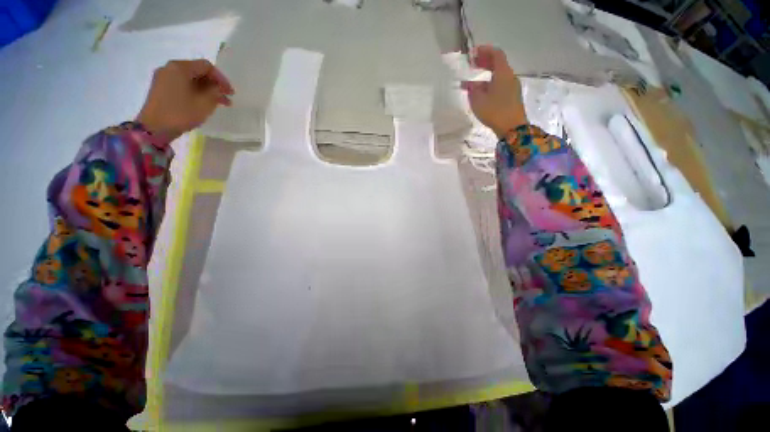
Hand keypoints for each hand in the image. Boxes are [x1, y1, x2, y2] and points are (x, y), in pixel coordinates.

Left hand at [137, 59, 233, 140]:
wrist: (154, 128)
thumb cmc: (181, 113)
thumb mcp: (205, 103)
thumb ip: (215, 92)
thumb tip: (219, 88)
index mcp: (180, 67)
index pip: (207, 67)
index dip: (222, 79)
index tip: (231, 93)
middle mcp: (170, 67)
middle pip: (197, 71)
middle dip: (214, 84)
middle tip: (226, 98)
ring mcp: (163, 77)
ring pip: (190, 78)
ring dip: (205, 89)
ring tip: (217, 103)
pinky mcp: (160, 87)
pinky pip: (182, 84)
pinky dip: (195, 91)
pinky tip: (202, 102)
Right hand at [461, 45, 527, 137]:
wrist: (512, 127)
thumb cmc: (494, 111)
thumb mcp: (478, 100)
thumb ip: (472, 89)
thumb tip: (470, 83)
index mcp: (503, 73)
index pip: (496, 54)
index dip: (485, 50)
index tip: (473, 52)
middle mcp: (510, 76)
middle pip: (498, 63)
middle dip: (485, 62)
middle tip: (472, 64)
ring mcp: (512, 87)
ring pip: (499, 75)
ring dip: (486, 74)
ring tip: (473, 81)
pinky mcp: (512, 97)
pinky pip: (500, 85)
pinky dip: (490, 83)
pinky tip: (482, 92)